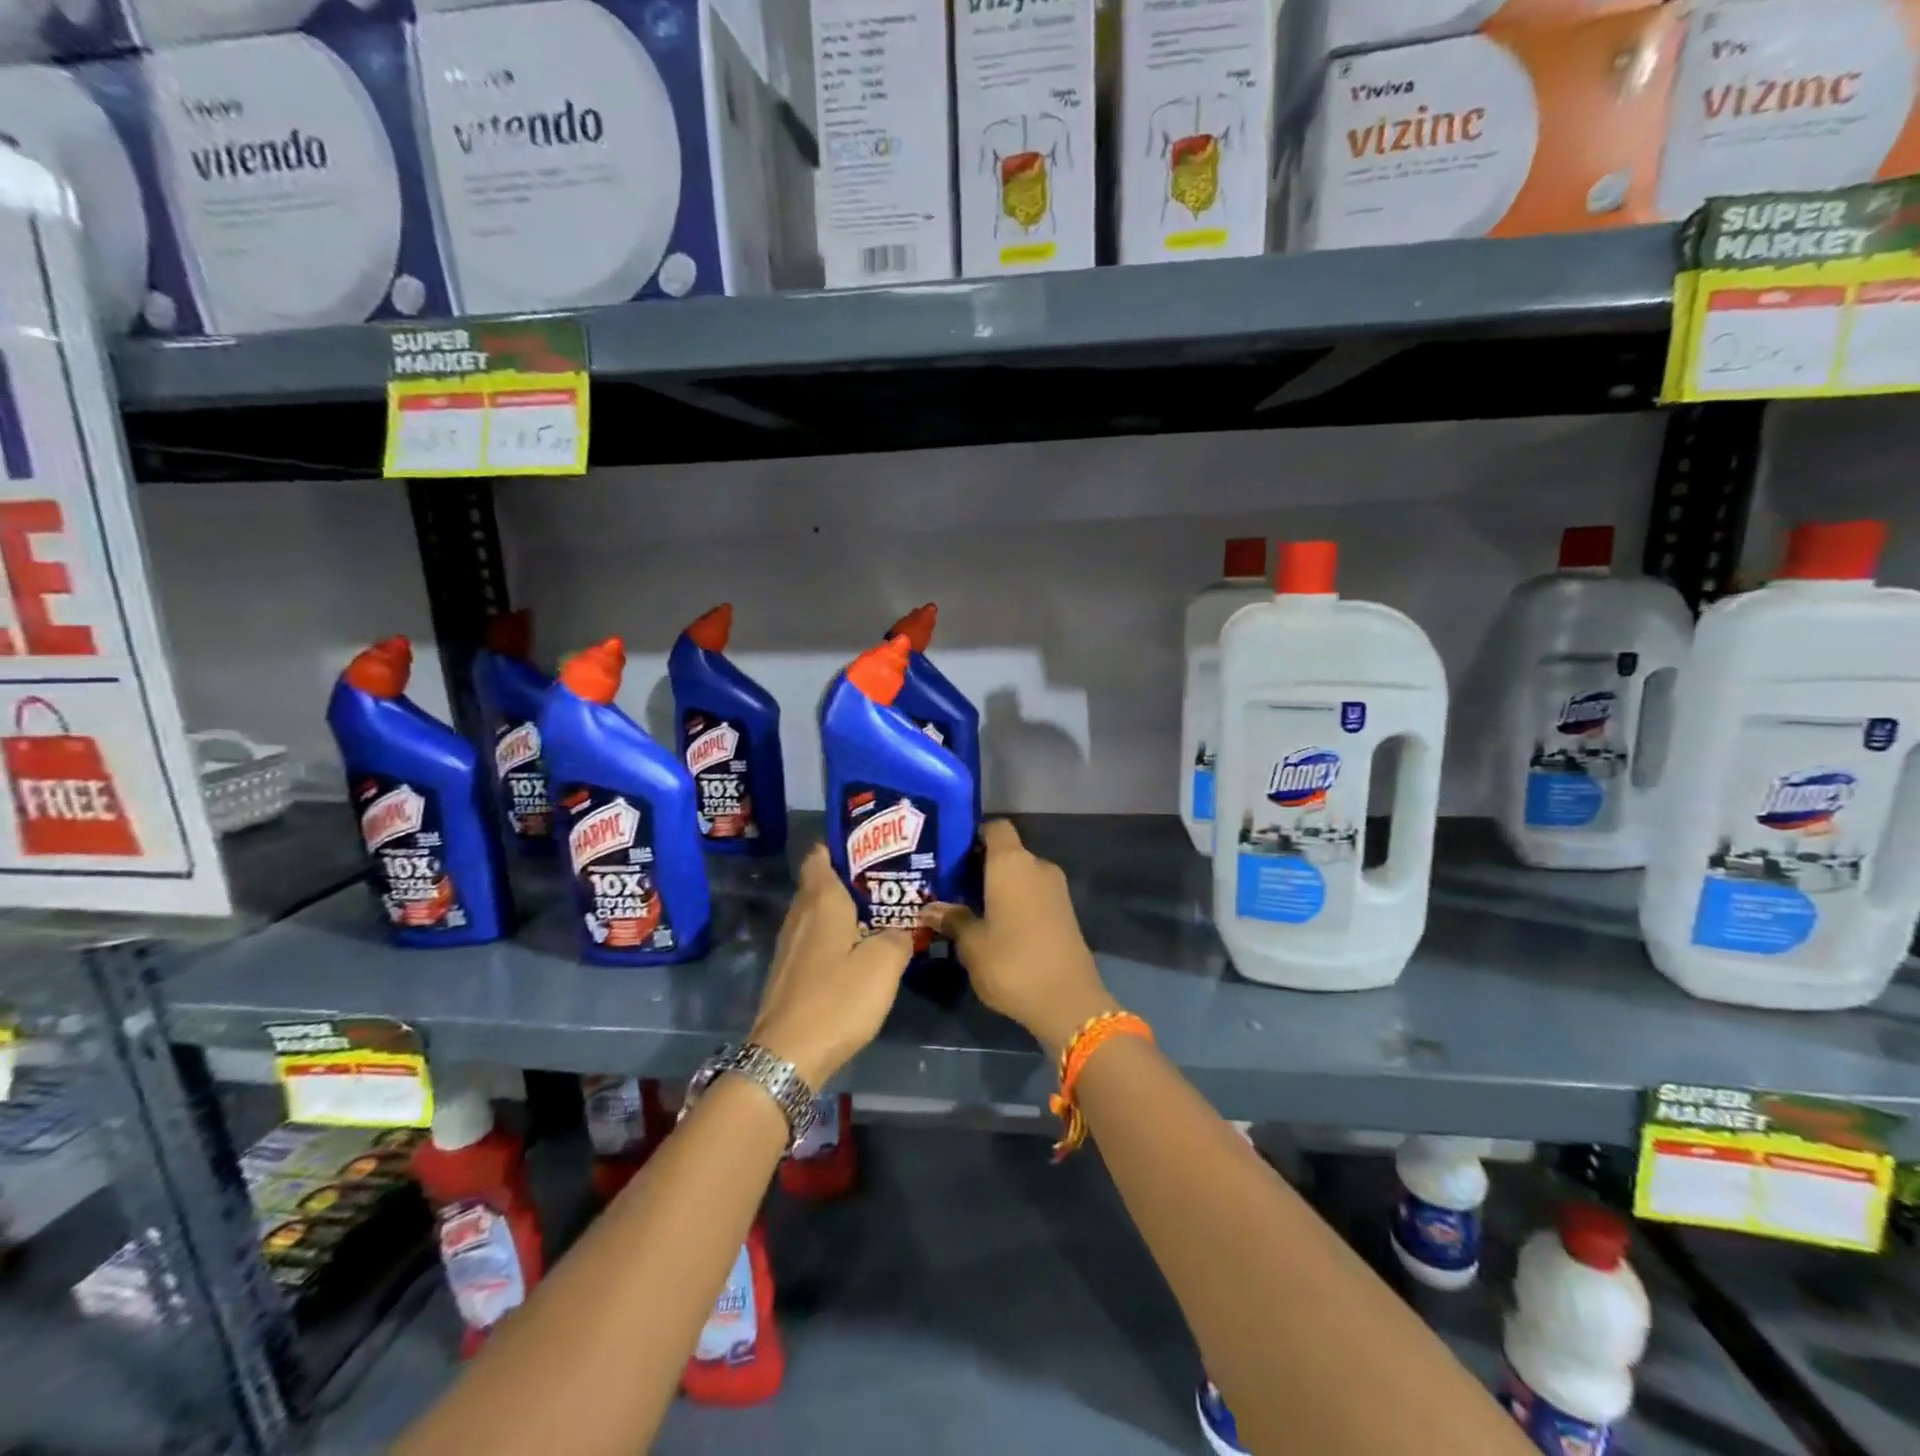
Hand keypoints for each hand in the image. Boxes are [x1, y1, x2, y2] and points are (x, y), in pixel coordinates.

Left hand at [749, 846, 913, 1086]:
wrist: (787, 1056)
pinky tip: (858, 949)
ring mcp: (790, 945)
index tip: (872, 845)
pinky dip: (835, 936)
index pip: (821, 855)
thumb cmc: (837, 999)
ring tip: (879, 912)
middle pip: (820, 882)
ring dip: (843, 909)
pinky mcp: (789, 971)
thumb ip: (898, 937)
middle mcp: (800, 915)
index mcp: (821, 901)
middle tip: (887, 879)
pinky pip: (814, 939)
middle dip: (850, 877)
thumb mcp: (884, 964)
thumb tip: (898, 930)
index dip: (843, 845)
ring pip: (817, 913)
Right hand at [927, 820, 1118, 1055]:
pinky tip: (994, 925)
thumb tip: (930, 908)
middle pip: (1006, 853)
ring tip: (967, 907)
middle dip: (979, 866)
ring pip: (1020, 875)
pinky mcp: (1065, 912)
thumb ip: (952, 919)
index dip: (973, 834)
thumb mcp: (971, 944)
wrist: (1068, 1002)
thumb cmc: (1012, 963)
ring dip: (997, 887)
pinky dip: (1015, 902)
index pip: (995, 827)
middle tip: (949, 885)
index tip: (950, 854)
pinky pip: (1033, 894)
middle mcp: (1037, 866)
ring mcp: (1055, 889)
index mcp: (1012, 863)